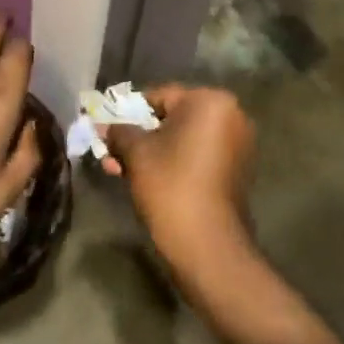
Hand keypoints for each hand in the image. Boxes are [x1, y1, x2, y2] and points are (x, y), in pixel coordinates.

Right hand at [102, 85, 255, 267]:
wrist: (208, 246)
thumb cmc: (171, 186)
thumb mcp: (137, 154)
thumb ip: (120, 132)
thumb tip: (105, 127)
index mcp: (210, 101)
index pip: (160, 96)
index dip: (129, 112)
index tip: (107, 129)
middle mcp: (231, 115)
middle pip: (173, 118)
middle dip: (140, 136)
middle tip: (111, 153)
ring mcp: (238, 143)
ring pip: (184, 139)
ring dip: (154, 152)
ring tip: (122, 170)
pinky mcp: (237, 170)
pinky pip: (199, 155)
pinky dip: (175, 162)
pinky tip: (148, 179)